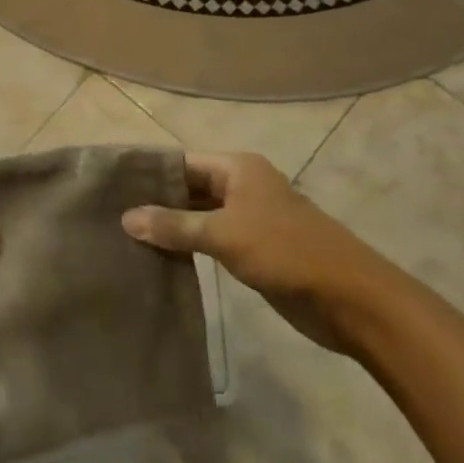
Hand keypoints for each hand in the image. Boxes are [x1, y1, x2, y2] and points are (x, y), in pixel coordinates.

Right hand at [121, 151, 389, 352]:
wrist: (352, 300)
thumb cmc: (286, 252)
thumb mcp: (224, 234)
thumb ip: (175, 226)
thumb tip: (126, 217)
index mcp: (238, 168)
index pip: (182, 162)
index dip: (150, 173)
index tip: (112, 187)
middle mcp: (242, 186)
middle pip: (190, 188)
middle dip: (157, 202)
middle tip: (112, 216)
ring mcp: (250, 219)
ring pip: (199, 217)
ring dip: (171, 228)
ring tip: (126, 238)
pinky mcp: (255, 251)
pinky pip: (212, 242)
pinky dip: (189, 248)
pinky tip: (159, 259)